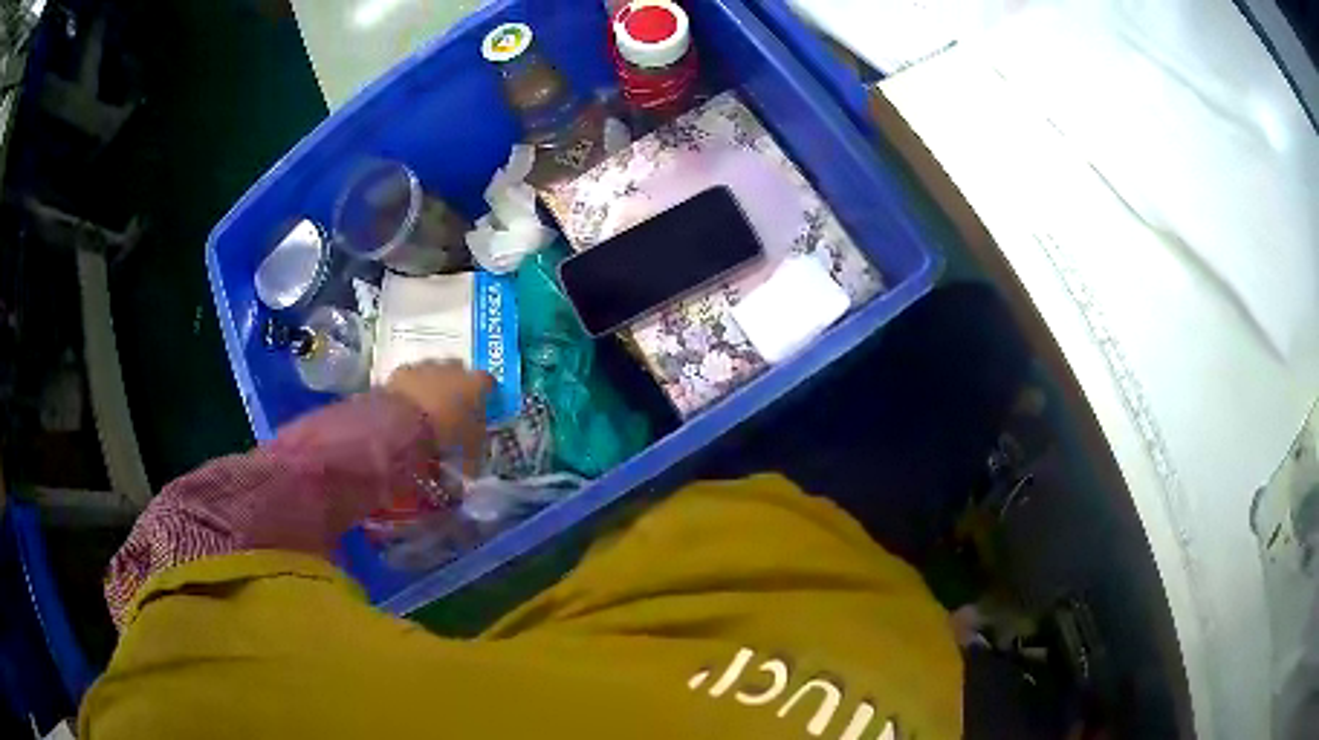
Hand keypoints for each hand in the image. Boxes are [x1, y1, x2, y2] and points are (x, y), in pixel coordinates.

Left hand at [386, 362, 493, 473]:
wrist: (403, 425)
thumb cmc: (445, 438)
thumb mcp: (469, 451)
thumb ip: (474, 445)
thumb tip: (473, 451)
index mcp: (476, 384)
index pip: (488, 383)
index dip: (485, 395)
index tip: (481, 409)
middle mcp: (453, 369)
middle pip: (460, 373)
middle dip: (457, 388)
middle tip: (452, 411)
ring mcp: (426, 367)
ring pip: (434, 373)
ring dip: (432, 387)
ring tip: (426, 413)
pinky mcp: (402, 372)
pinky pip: (411, 379)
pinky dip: (411, 391)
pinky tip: (407, 410)